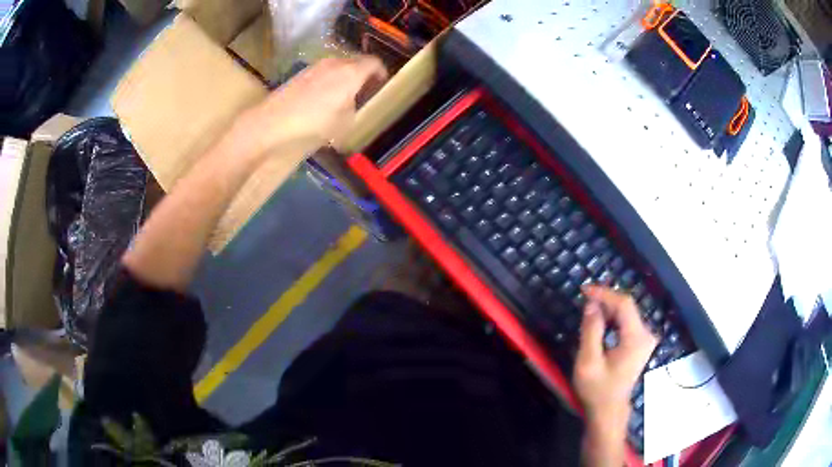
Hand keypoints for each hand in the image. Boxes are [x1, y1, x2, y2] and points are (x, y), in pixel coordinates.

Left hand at [244, 56, 387, 158]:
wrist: (271, 124)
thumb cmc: (314, 125)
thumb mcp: (345, 124)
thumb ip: (355, 108)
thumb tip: (352, 103)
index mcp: (351, 72)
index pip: (374, 63)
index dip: (381, 73)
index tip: (382, 85)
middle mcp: (334, 63)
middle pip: (355, 63)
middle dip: (362, 75)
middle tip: (363, 93)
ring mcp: (315, 67)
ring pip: (337, 68)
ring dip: (343, 79)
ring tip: (341, 99)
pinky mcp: (299, 75)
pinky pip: (321, 74)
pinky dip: (327, 83)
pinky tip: (320, 101)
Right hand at [574, 285, 656, 457]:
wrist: (608, 410)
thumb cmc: (597, 389)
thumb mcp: (588, 361)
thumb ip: (591, 331)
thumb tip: (591, 304)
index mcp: (636, 338)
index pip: (624, 304)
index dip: (605, 293)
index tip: (584, 290)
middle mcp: (646, 335)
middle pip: (627, 307)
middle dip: (605, 300)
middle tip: (583, 298)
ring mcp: (645, 339)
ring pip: (627, 313)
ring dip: (608, 308)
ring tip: (588, 307)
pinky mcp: (640, 343)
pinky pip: (627, 322)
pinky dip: (613, 318)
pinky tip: (599, 320)